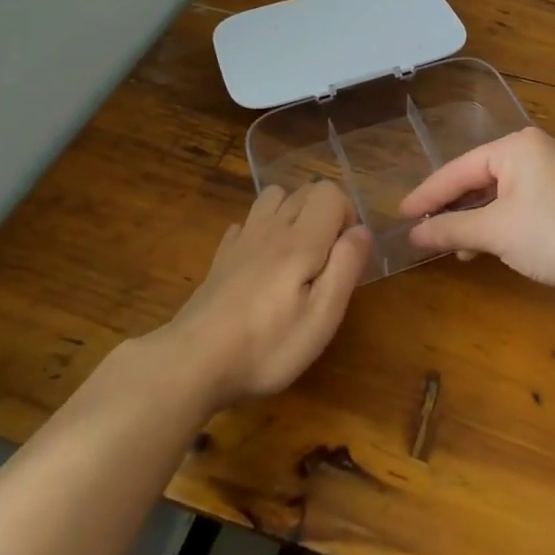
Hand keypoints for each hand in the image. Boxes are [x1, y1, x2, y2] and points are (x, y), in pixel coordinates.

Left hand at [167, 181, 372, 406]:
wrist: (191, 364)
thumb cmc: (266, 346)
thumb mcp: (322, 317)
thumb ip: (346, 266)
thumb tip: (362, 230)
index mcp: (301, 240)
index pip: (330, 192)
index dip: (347, 214)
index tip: (345, 254)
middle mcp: (271, 228)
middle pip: (304, 190)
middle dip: (325, 214)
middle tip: (326, 260)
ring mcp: (242, 240)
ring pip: (273, 197)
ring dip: (293, 213)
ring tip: (298, 255)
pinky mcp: (221, 257)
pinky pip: (247, 223)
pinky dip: (262, 230)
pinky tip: (262, 264)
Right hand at [399, 127, 554, 295]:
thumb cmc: (549, 233)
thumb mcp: (494, 231)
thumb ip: (451, 228)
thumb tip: (414, 234)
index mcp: (516, 146)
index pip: (460, 168)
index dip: (428, 194)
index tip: (402, 213)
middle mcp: (534, 151)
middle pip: (479, 178)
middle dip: (453, 207)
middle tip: (423, 228)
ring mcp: (552, 173)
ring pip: (499, 193)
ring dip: (475, 219)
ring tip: (453, 246)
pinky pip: (518, 203)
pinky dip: (498, 222)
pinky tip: (485, 245)